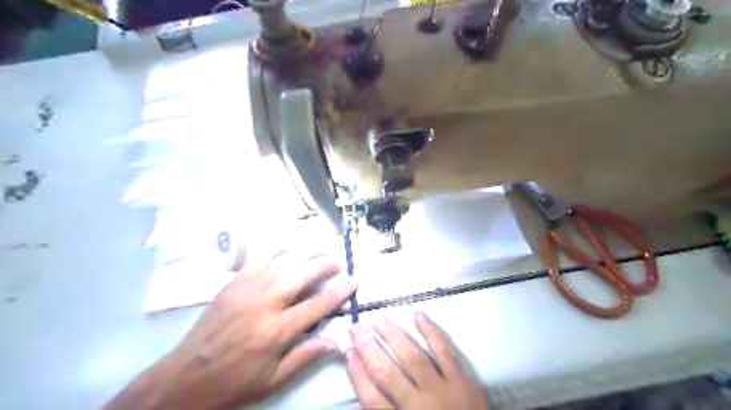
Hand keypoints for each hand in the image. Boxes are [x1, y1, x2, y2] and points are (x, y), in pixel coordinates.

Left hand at [103, 251, 357, 409]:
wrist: (187, 375)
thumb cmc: (234, 381)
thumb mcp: (273, 379)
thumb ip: (306, 356)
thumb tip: (336, 342)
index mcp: (277, 330)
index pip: (318, 304)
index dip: (340, 291)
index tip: (354, 281)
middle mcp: (266, 302)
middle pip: (303, 273)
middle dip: (325, 264)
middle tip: (337, 263)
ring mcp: (248, 287)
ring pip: (285, 260)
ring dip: (307, 253)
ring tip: (321, 252)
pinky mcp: (235, 281)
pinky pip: (259, 256)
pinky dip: (277, 247)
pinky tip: (289, 246)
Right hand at [345, 313, 490, 407]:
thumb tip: (366, 380)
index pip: (371, 398)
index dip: (357, 373)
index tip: (348, 352)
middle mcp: (418, 406)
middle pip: (387, 373)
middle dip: (368, 348)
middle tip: (356, 328)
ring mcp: (443, 391)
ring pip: (413, 357)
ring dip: (393, 335)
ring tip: (378, 320)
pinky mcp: (463, 380)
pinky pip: (445, 351)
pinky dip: (431, 331)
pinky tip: (418, 316)